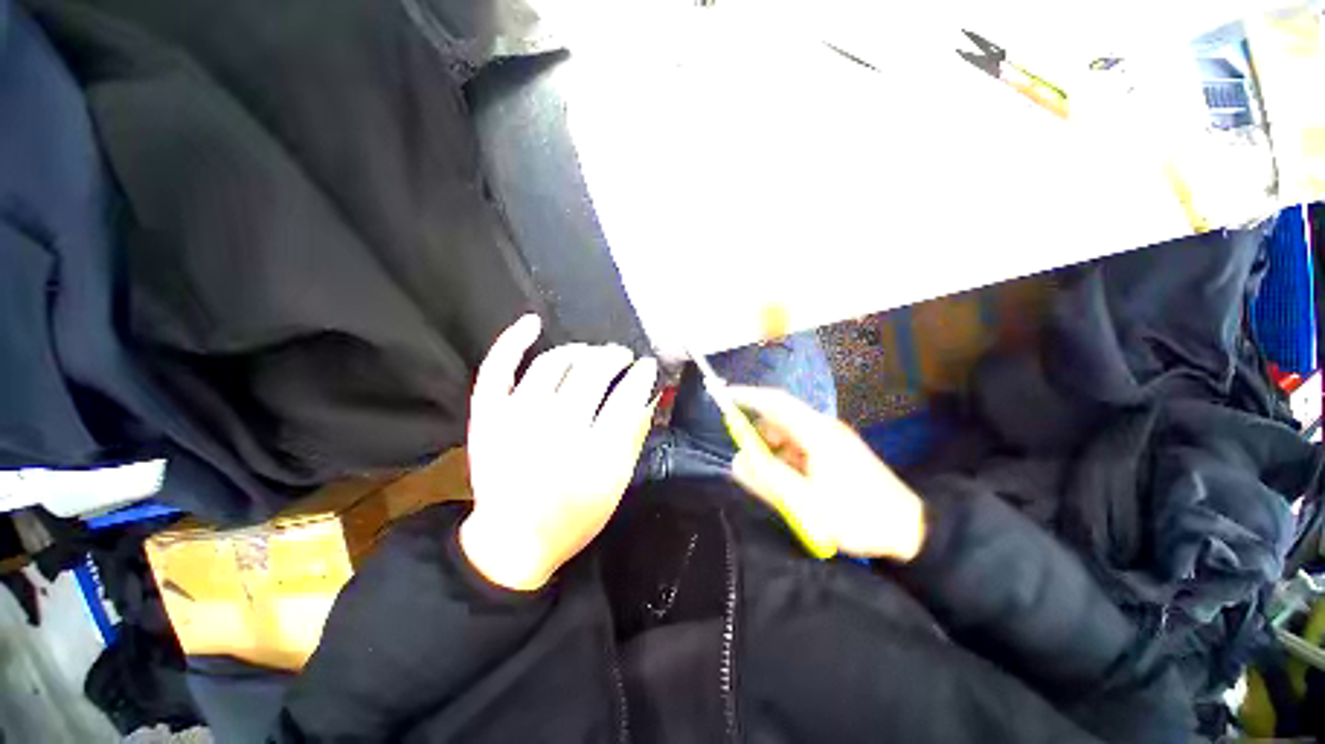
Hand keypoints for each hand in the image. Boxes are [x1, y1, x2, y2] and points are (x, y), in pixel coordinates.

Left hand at [460, 315, 657, 590]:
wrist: (511, 542)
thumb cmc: (572, 518)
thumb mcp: (615, 486)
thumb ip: (633, 438)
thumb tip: (647, 396)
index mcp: (592, 456)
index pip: (625, 398)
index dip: (641, 375)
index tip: (647, 366)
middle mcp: (554, 432)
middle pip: (591, 373)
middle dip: (614, 357)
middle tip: (622, 355)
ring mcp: (516, 420)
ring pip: (552, 364)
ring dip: (579, 350)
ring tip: (591, 353)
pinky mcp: (489, 417)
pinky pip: (497, 368)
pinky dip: (513, 341)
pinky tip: (532, 323)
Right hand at [727, 386, 925, 561]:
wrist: (909, 529)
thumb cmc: (857, 516)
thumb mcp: (805, 504)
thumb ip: (767, 480)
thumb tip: (737, 460)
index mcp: (816, 433)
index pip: (775, 402)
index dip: (748, 395)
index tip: (724, 396)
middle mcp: (823, 427)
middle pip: (780, 419)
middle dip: (760, 438)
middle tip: (752, 465)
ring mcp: (832, 438)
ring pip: (789, 435)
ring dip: (775, 453)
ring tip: (781, 486)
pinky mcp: (836, 450)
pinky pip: (801, 447)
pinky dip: (789, 460)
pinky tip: (797, 487)